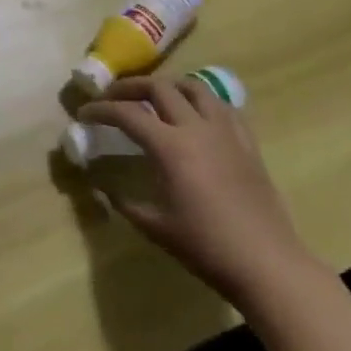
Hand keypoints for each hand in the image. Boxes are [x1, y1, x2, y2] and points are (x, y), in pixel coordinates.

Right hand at [78, 74, 315, 305]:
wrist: (266, 263)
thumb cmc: (205, 246)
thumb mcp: (154, 225)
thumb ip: (124, 201)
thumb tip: (104, 187)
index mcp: (171, 147)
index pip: (127, 113)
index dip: (100, 109)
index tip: (84, 113)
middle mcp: (197, 128)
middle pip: (159, 87)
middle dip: (129, 88)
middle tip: (112, 98)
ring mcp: (226, 132)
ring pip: (194, 88)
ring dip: (168, 86)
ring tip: (153, 98)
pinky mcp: (248, 143)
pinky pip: (222, 107)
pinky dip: (201, 102)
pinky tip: (195, 117)